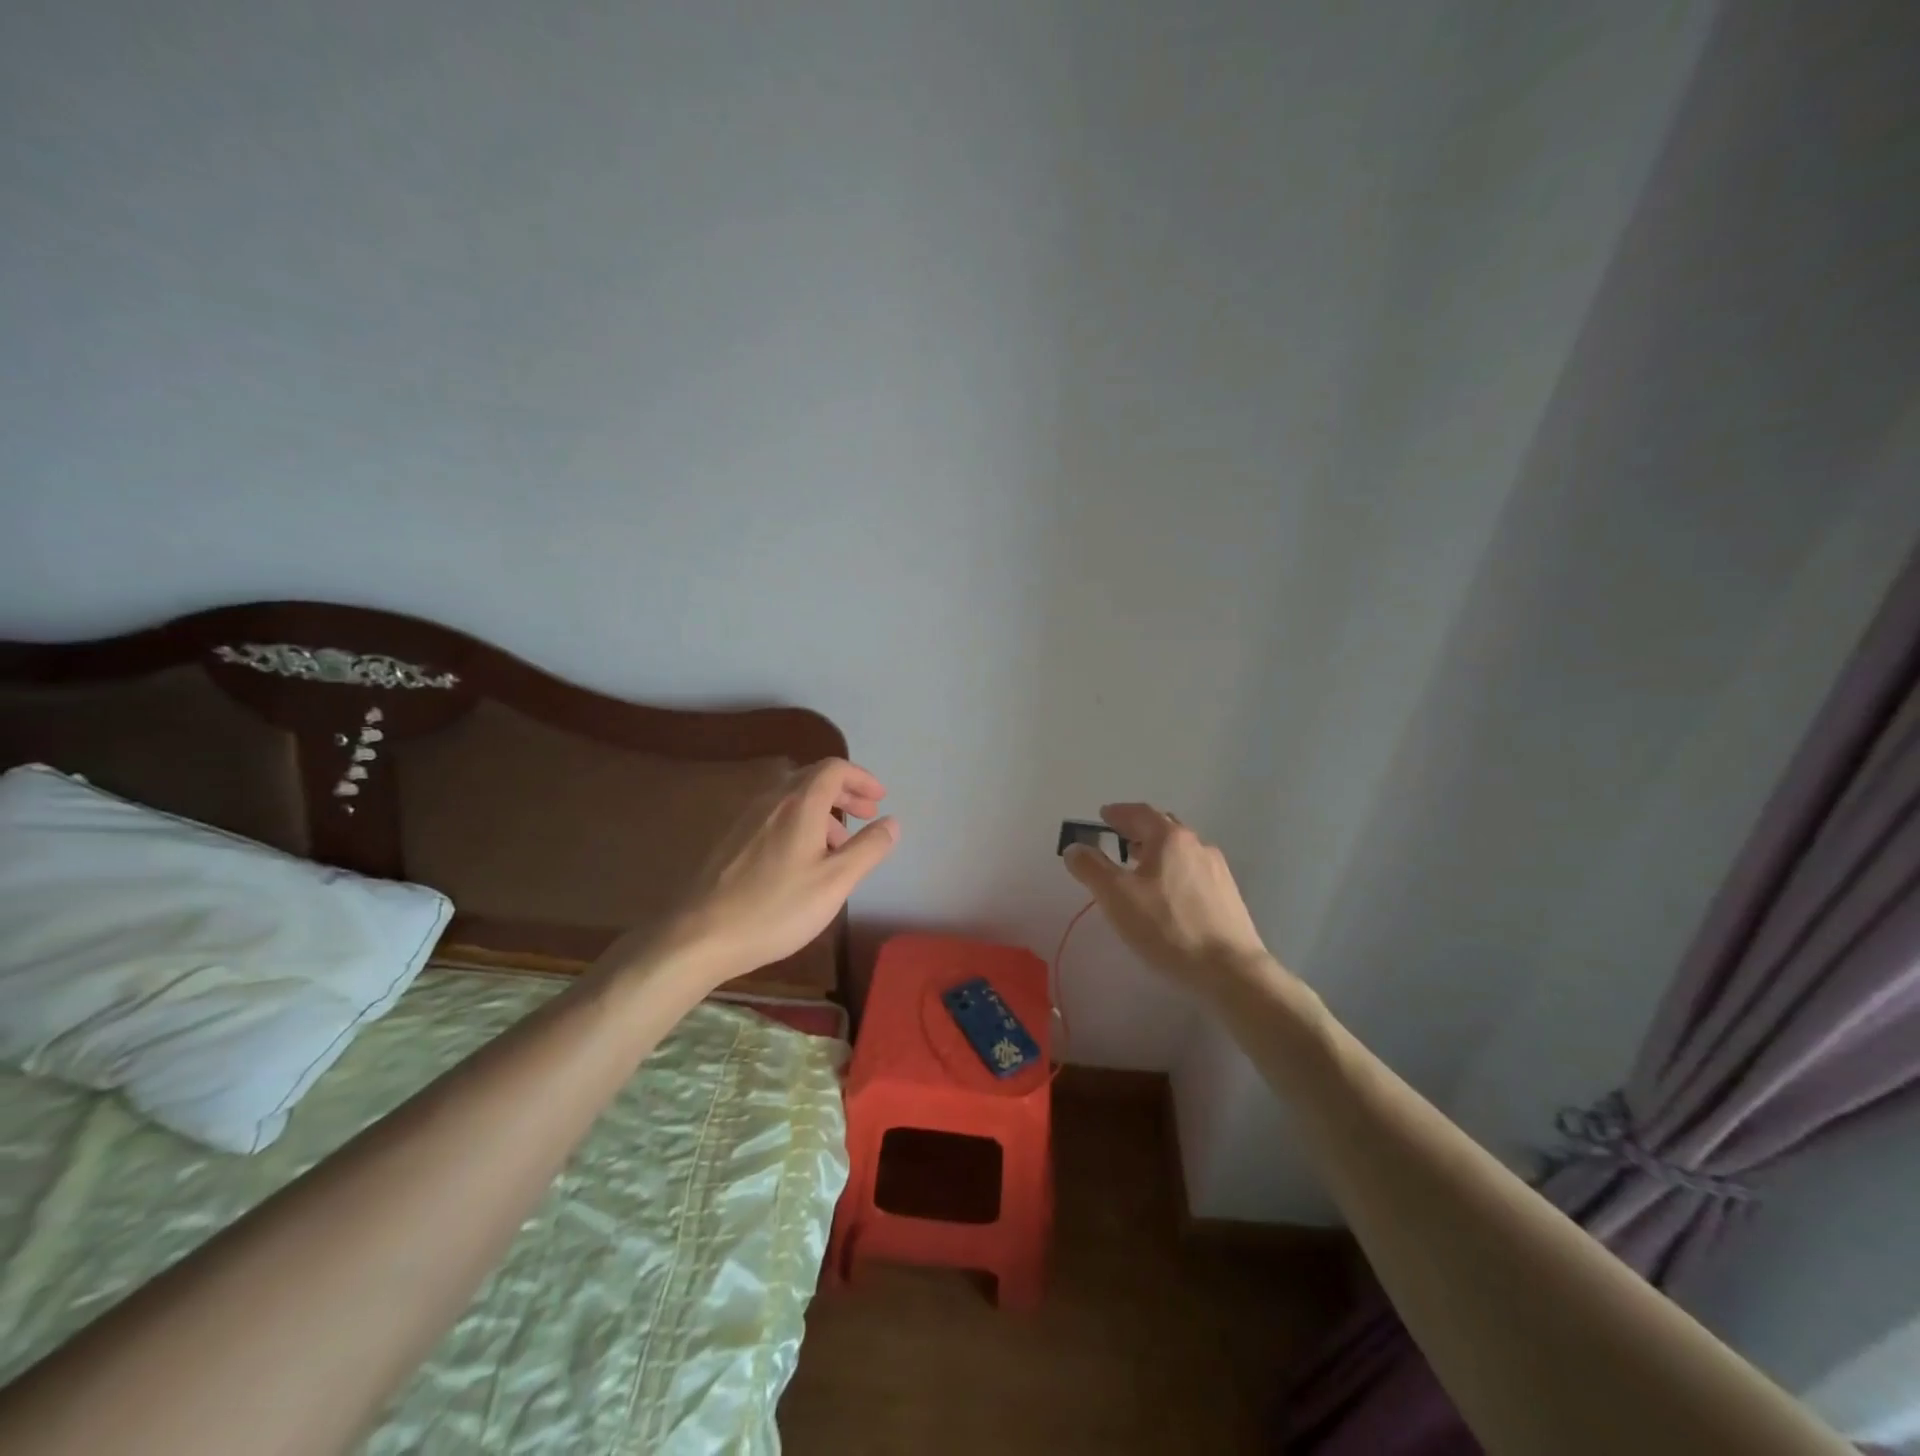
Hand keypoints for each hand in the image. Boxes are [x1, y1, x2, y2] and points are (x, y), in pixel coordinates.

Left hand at [657, 758, 898, 988]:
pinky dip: (800, 822)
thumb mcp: (835, 882)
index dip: (861, 778)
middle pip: (813, 778)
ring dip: (823, 810)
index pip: (834, 768)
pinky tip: (802, 859)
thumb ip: (868, 848)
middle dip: (845, 792)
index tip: (880, 799)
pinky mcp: (732, 839)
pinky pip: (775, 815)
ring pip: (793, 798)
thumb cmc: (777, 908)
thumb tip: (891, 822)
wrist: (701, 935)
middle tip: (868, 814)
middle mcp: (771, 800)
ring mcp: (746, 818)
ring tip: (840, 845)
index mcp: (799, 803)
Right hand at [1063, 803, 1275, 996]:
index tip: (1103, 815)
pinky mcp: (1228, 896)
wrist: (1229, 971)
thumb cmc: (1166, 927)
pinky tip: (1167, 895)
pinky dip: (1173, 871)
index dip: (1118, 812)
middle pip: (1164, 827)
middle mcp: (1197, 845)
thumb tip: (1075, 848)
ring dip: (1156, 852)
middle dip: (1139, 829)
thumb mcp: (1117, 897)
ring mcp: (1217, 870)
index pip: (1140, 812)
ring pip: (1180, 851)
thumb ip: (1091, 868)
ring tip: (1138, 868)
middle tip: (1118, 838)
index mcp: (1170, 838)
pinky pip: (1193, 871)